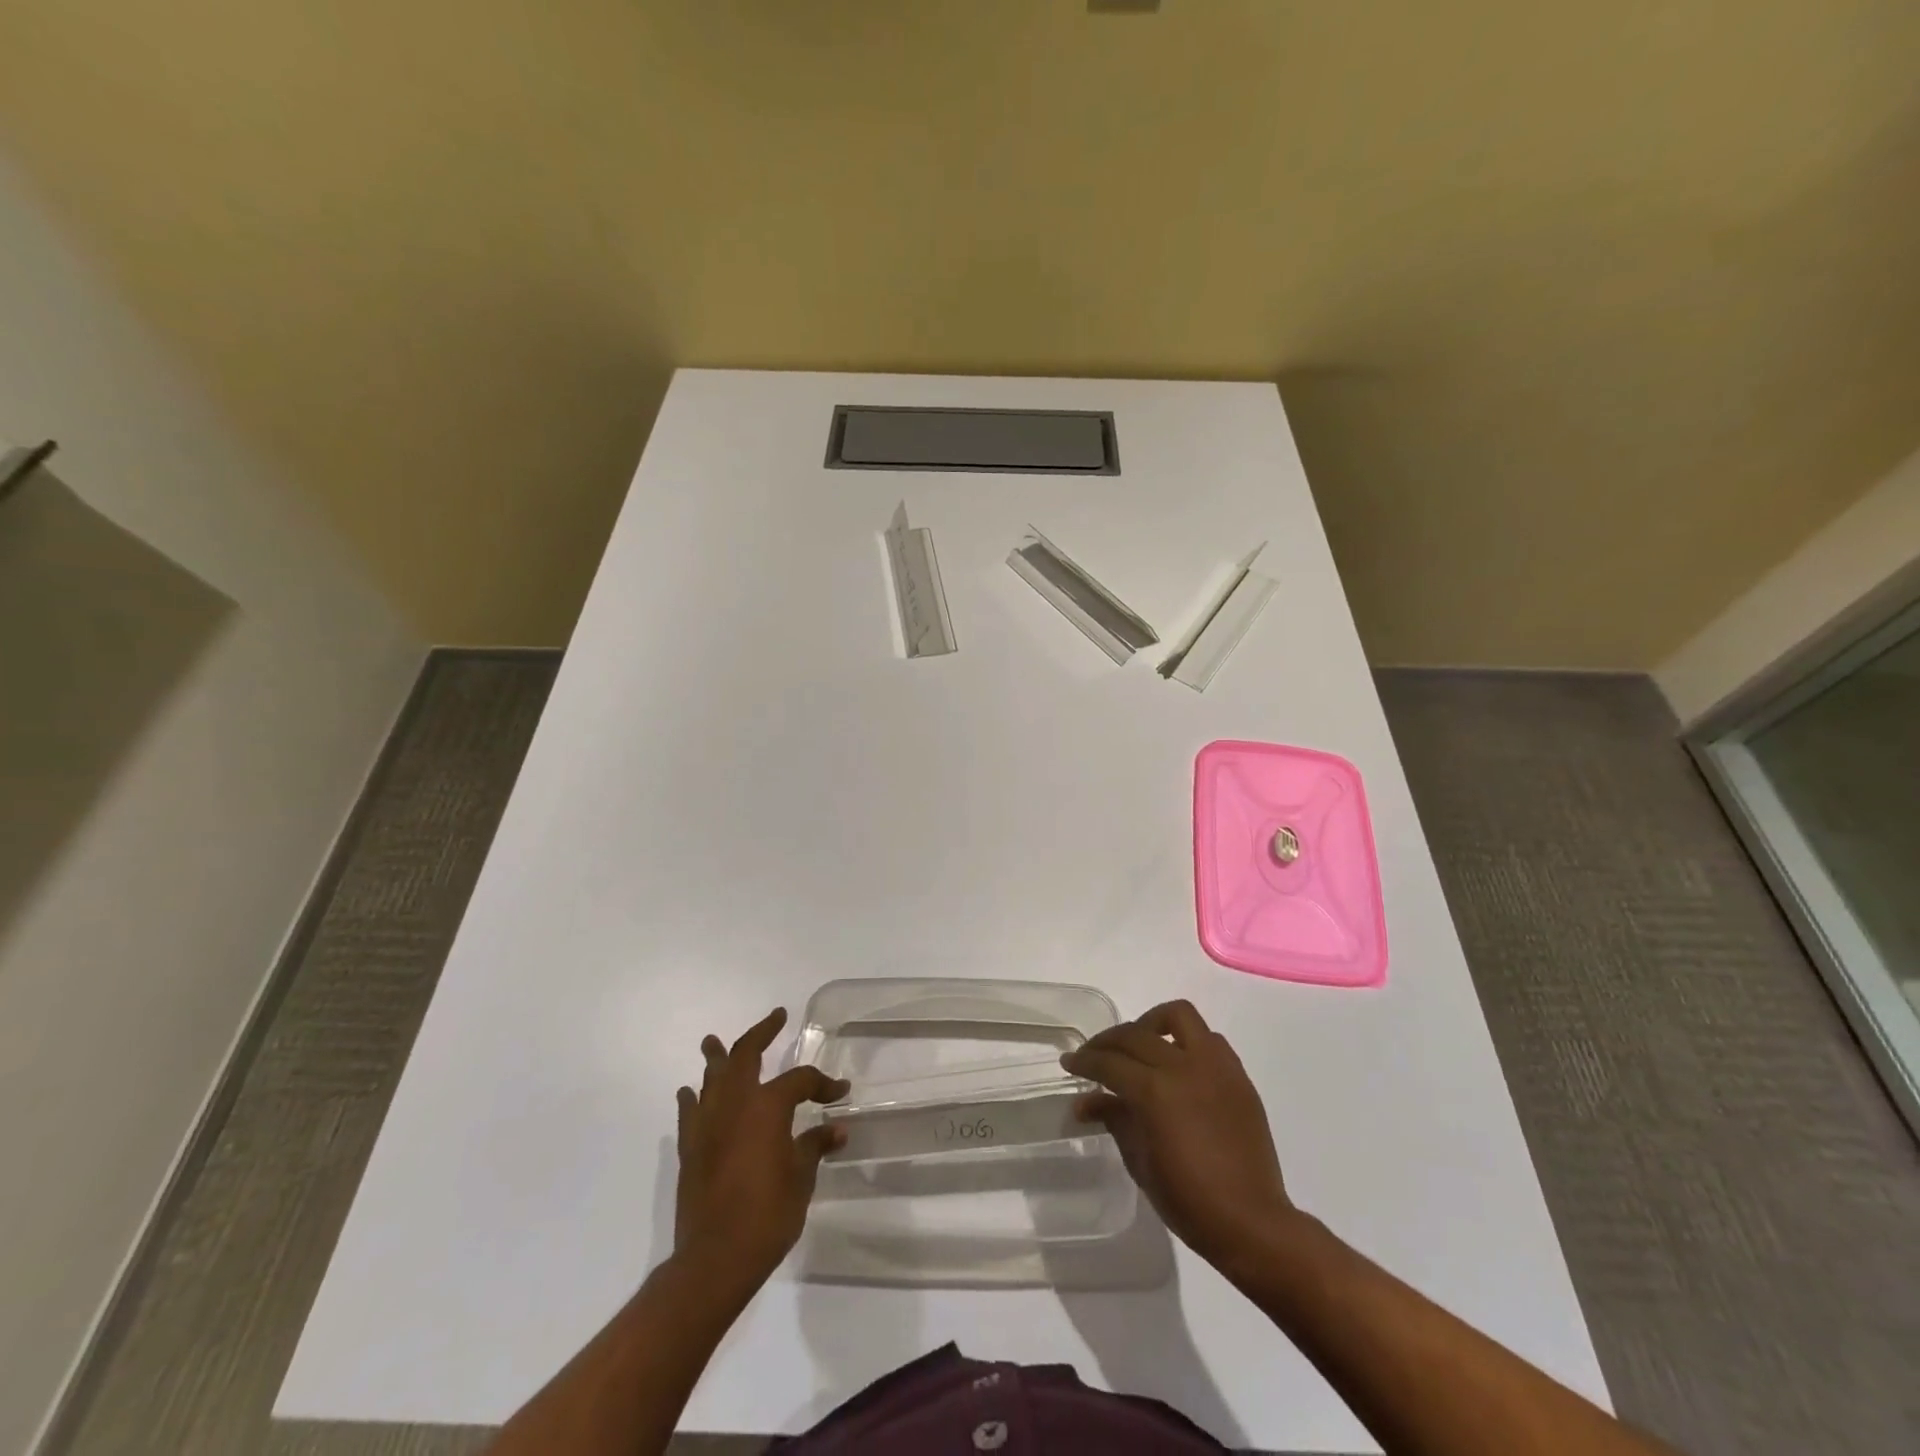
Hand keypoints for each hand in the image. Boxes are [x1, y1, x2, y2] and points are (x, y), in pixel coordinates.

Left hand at [674, 1008, 847, 1291]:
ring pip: (711, 1077)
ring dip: (717, 1057)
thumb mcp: (801, 1177)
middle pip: (746, 1055)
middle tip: (776, 1017)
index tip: (839, 1093)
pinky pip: (690, 1111)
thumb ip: (815, 1145)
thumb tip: (836, 1129)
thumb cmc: (768, 1214)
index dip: (823, 1084)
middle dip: (762, 1032)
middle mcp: (735, 1103)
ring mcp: (708, 1123)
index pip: (800, 1080)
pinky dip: (692, 1097)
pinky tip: (690, 1091)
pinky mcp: (690, 1148)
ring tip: (714, 1041)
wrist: (715, 1259)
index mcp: (767, 1106)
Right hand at [1062, 999, 1298, 1271]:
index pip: (1109, 1063)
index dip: (1085, 1062)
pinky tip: (1177, 1063)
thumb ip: (1114, 1119)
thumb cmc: (1188, 1201)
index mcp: (1156, 1091)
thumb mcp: (1140, 1162)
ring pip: (1179, 1015)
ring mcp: (1215, 1067)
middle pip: (1135, 1034)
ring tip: (1139, 1043)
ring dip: (1151, 1023)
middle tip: (1093, 1055)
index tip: (1069, 1063)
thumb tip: (1086, 1103)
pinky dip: (1187, 1041)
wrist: (1251, 1223)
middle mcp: (1184, 1067)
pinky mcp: (1238, 1075)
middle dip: (1107, 1042)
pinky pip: (1209, 1039)